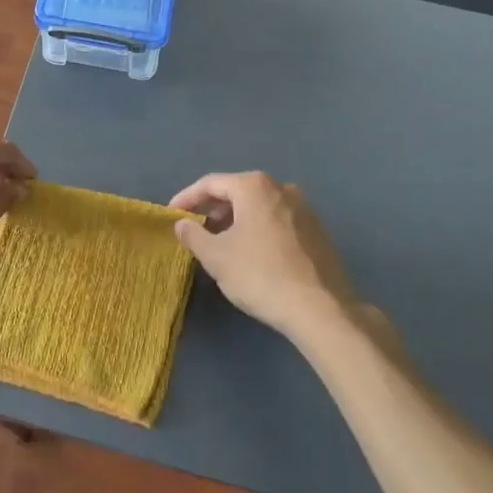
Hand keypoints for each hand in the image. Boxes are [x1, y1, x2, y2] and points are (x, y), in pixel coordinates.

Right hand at [170, 172, 357, 339]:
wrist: (322, 309)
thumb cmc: (261, 275)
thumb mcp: (217, 257)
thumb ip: (194, 235)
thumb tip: (182, 223)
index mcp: (254, 186)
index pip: (210, 184)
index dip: (187, 198)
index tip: (171, 214)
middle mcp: (281, 187)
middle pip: (237, 191)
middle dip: (212, 209)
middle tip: (194, 228)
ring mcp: (303, 208)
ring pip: (258, 206)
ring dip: (236, 220)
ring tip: (220, 242)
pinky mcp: (317, 230)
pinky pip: (277, 220)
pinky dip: (258, 229)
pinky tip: (251, 252)